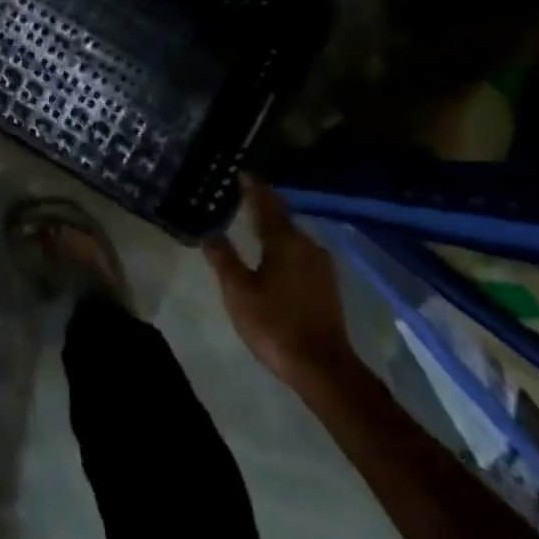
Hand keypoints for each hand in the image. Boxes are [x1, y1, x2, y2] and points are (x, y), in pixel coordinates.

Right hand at [206, 176, 353, 395]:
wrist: (323, 367)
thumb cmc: (275, 324)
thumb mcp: (238, 291)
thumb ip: (223, 258)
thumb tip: (210, 232)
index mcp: (284, 240)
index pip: (266, 202)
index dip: (252, 186)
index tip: (240, 172)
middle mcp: (307, 244)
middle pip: (281, 217)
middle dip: (261, 206)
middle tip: (240, 198)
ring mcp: (321, 265)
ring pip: (292, 236)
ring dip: (273, 228)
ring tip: (252, 225)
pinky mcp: (327, 284)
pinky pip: (300, 254)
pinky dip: (284, 248)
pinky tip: (273, 257)